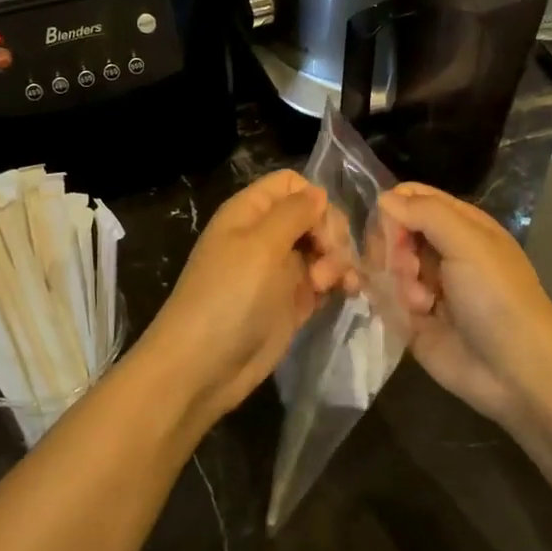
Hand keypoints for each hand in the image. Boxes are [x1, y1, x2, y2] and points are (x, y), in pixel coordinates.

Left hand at [134, 170, 356, 430]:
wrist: (203, 366)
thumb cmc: (229, 296)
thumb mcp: (260, 245)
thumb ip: (293, 212)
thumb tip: (319, 194)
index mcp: (250, 212)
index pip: (291, 185)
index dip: (313, 199)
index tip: (321, 227)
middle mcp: (265, 236)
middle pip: (313, 216)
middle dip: (331, 234)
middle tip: (329, 260)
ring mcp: (280, 271)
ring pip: (323, 248)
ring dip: (338, 260)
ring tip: (334, 285)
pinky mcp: (293, 302)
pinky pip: (325, 280)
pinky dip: (339, 282)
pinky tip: (348, 292)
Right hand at [375, 182, 551, 430]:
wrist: (515, 372)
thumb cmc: (497, 298)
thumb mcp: (468, 244)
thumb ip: (425, 213)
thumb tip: (383, 199)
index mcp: (460, 225)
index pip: (412, 198)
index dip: (394, 208)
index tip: (391, 230)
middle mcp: (441, 250)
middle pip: (393, 230)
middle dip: (392, 248)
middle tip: (408, 269)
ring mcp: (425, 285)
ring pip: (385, 264)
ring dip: (397, 281)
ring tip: (420, 303)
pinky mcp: (412, 319)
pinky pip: (384, 298)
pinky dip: (390, 303)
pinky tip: (412, 316)